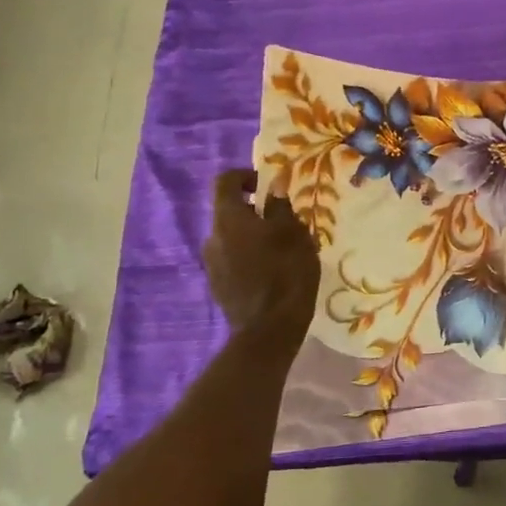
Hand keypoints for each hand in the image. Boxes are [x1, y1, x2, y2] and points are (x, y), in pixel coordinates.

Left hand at [204, 168, 319, 339]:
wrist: (269, 329)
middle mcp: (212, 237)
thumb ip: (281, 208)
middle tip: (282, 221)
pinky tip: (270, 273)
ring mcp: (211, 264)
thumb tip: (273, 190)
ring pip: (231, 238)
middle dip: (253, 211)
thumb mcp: (294, 234)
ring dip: (251, 237)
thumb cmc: (286, 272)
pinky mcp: (218, 286)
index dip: (245, 176)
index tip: (267, 185)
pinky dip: (248, 258)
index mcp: (228, 218)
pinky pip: (232, 260)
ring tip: (279, 250)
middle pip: (229, 212)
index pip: (225, 181)